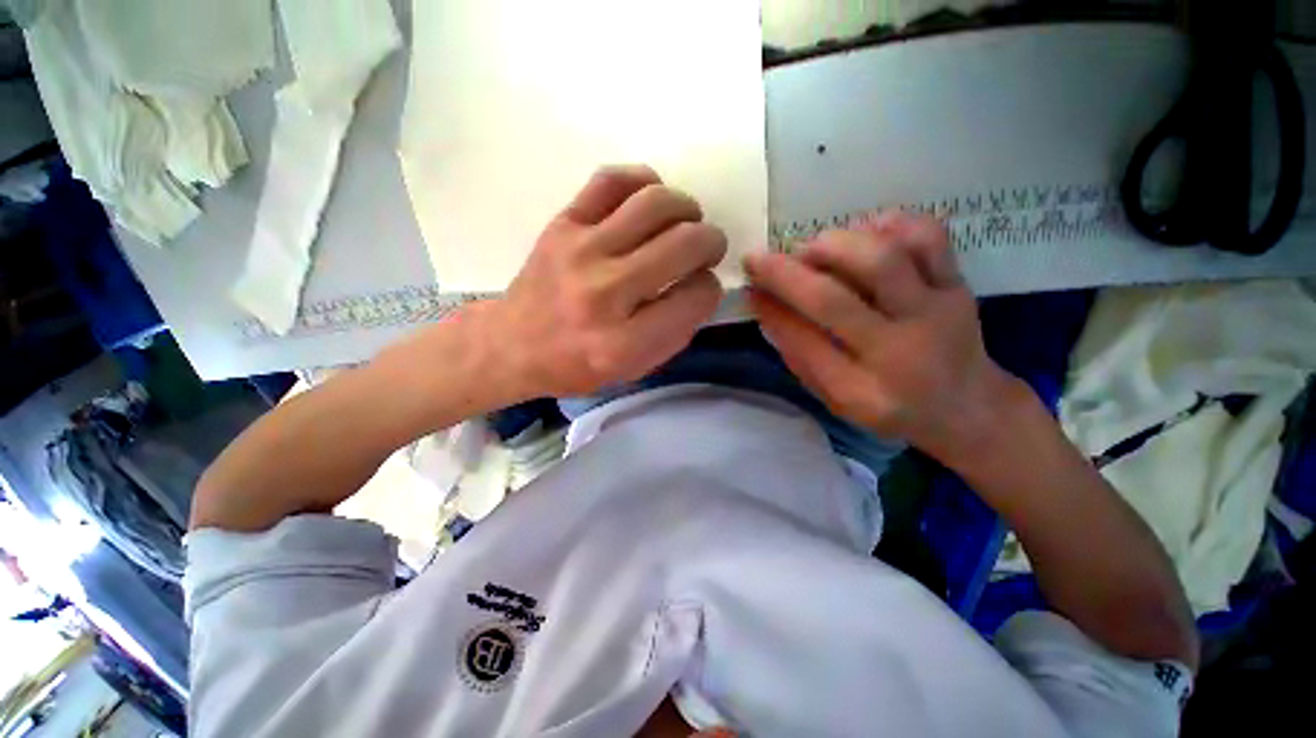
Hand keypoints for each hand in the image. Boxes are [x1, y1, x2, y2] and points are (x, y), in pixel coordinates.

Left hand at [485, 165, 725, 398]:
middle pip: (686, 243)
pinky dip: (643, 181)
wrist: (513, 344)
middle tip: (707, 250)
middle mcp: (605, 292)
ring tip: (685, 223)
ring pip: (656, 203)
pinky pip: (612, 179)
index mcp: (625, 342)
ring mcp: (581, 251)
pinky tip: (649, 201)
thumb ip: (675, 332)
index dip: (710, 289)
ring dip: (687, 208)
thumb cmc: (577, 364)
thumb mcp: (634, 369)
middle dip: (712, 243)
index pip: (697, 296)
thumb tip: (701, 284)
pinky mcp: (562, 224)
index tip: (701, 288)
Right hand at [745, 212, 1016, 454]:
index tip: (749, 286)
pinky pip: (928, 236)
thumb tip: (765, 305)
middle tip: (767, 261)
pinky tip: (863, 235)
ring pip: (883, 257)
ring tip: (812, 249)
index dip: (771, 308)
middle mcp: (902, 349)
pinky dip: (889, 224)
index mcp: (866, 390)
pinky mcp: (958, 283)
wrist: (969, 407)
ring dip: (832, 244)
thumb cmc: (891, 407)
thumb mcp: (836, 397)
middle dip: (788, 273)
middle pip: (836, 297)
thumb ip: (799, 354)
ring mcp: (938, 310)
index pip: (805, 343)